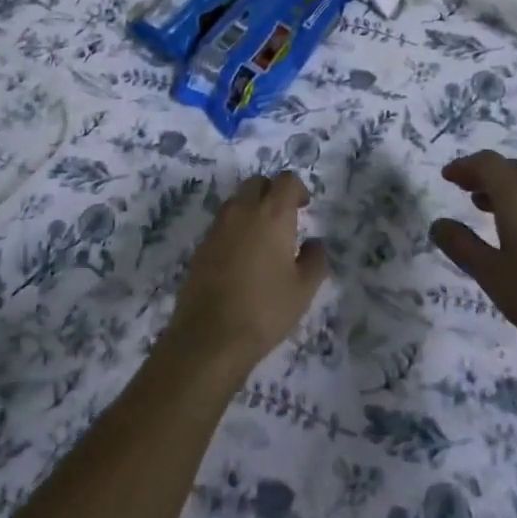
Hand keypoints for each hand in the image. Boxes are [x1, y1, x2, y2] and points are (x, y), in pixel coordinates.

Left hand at [162, 173, 328, 384]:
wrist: (210, 337)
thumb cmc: (265, 310)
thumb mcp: (303, 289)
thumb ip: (315, 259)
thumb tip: (314, 243)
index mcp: (272, 213)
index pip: (286, 180)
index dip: (297, 189)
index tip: (303, 208)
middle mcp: (242, 210)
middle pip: (257, 183)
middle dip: (272, 192)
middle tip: (283, 219)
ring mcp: (218, 226)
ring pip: (237, 200)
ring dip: (251, 208)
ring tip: (262, 239)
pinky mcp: (201, 245)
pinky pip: (222, 223)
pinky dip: (234, 228)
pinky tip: (241, 257)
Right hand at [429, 151, 516, 362]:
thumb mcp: (492, 275)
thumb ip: (462, 246)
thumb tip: (438, 224)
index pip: (488, 164)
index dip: (465, 166)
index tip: (447, 177)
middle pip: (510, 169)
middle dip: (483, 174)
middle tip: (462, 188)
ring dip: (503, 189)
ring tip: (483, 208)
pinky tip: (516, 233)